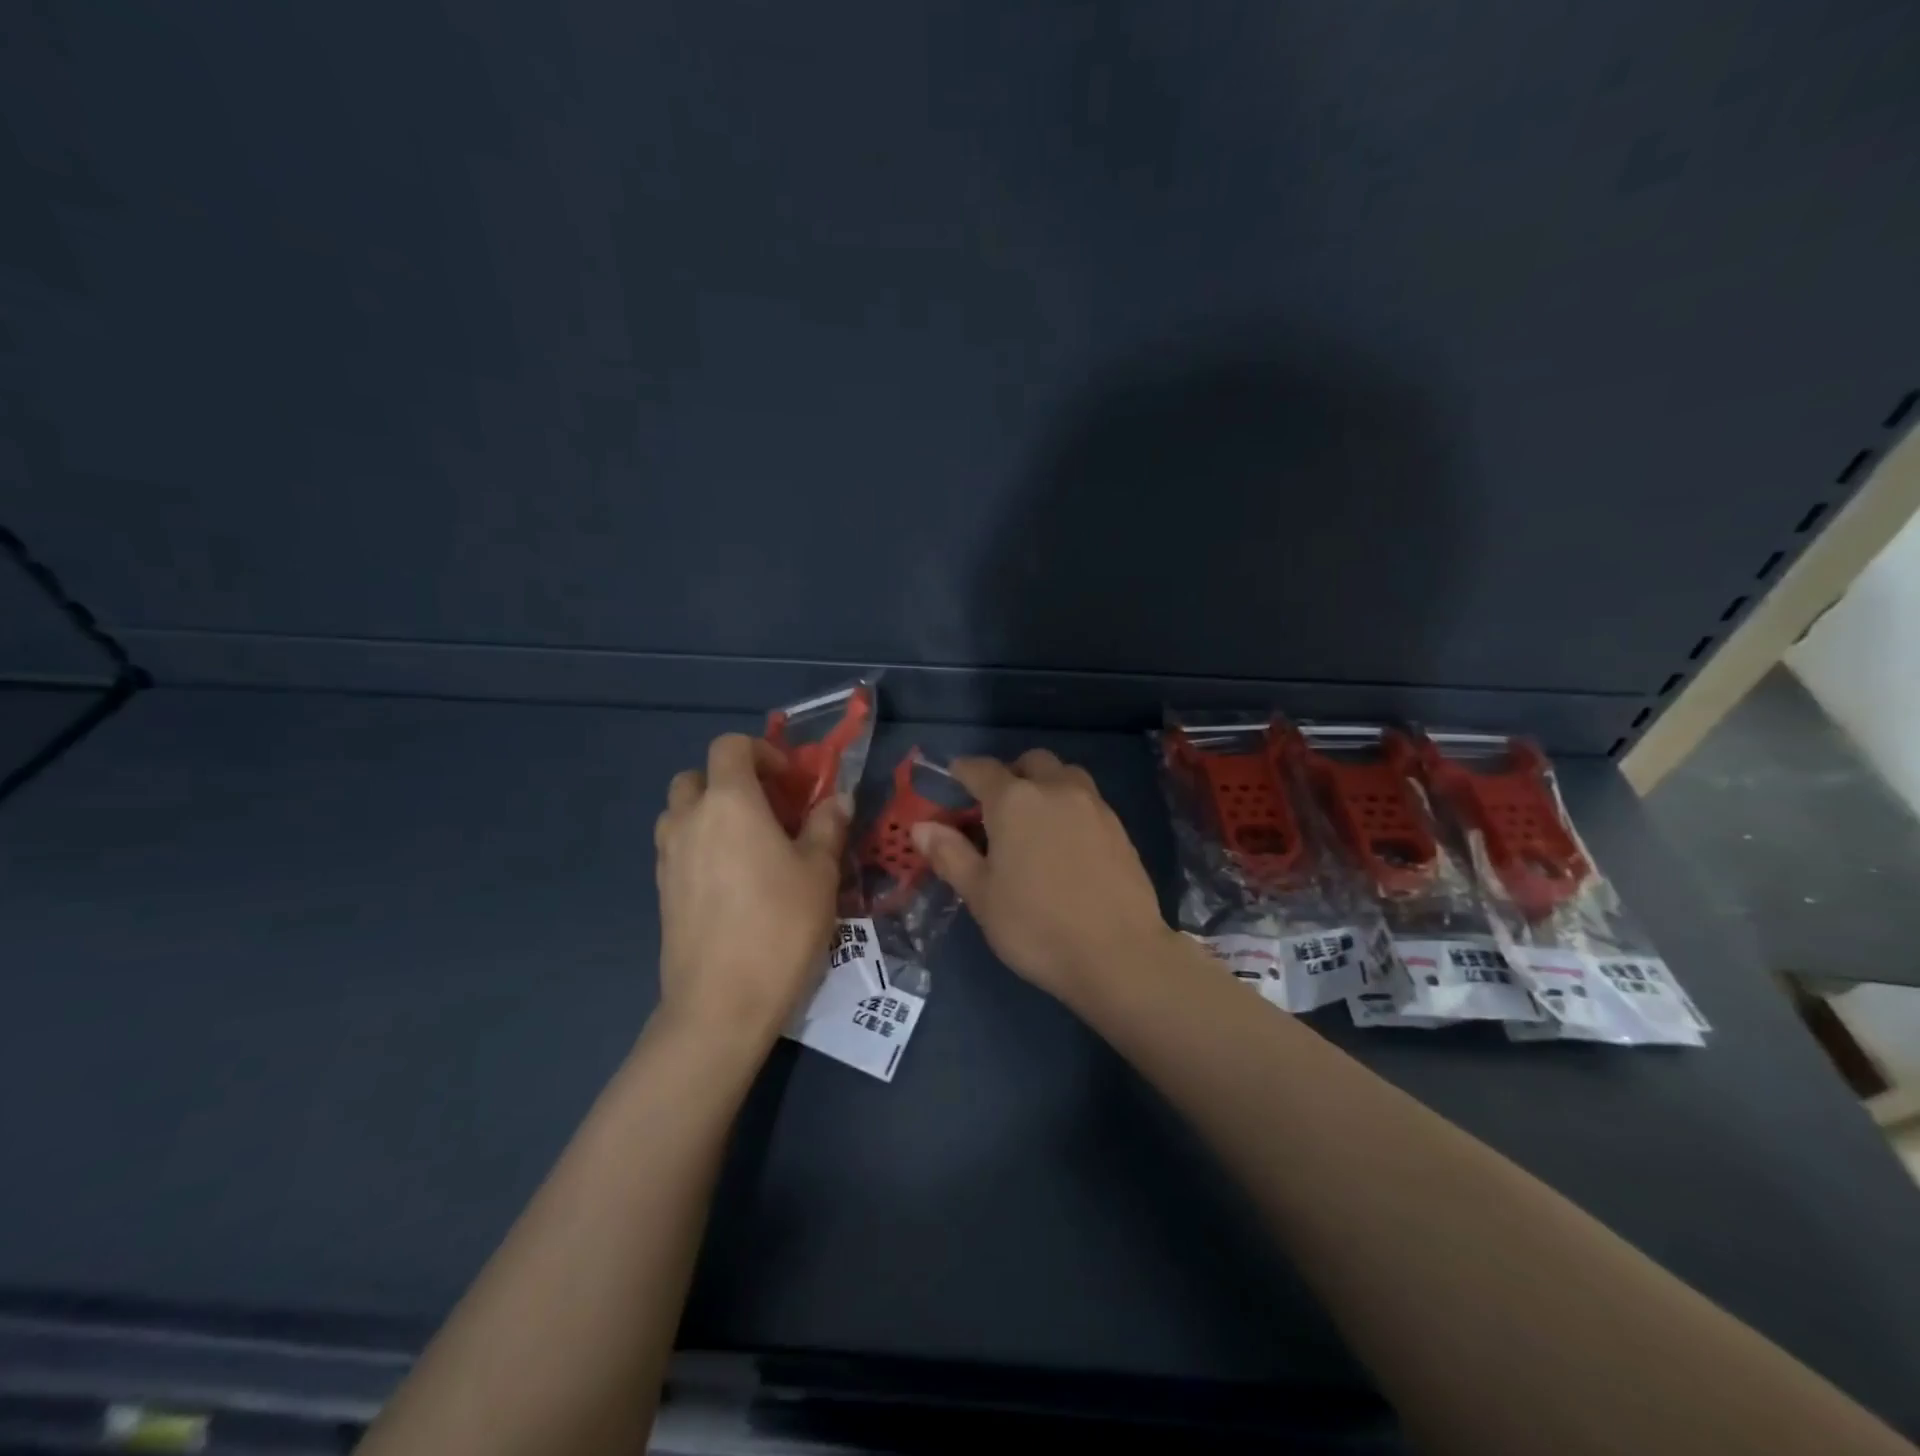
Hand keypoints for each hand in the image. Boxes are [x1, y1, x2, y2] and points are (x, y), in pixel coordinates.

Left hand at [654, 734, 846, 1054]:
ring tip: (749, 845)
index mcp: (729, 802)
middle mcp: (689, 820)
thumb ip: (827, 826)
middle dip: (730, 781)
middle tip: (768, 811)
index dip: (762, 752)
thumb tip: (837, 799)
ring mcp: (667, 857)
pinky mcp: (661, 892)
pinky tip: (732, 882)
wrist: (721, 1003)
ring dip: (710, 813)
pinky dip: (700, 847)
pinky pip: (677, 849)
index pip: (731, 746)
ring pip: (680, 813)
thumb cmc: (780, 926)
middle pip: (696, 776)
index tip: (790, 781)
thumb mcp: (820, 872)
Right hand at [912, 750, 1171, 1006]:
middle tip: (997, 809)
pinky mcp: (1119, 827)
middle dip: (1011, 774)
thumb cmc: (1036, 926)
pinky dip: (1070, 808)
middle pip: (1030, 762)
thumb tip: (921, 827)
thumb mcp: (981, 896)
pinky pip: (1088, 801)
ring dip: (1045, 785)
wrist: (1118, 954)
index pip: (980, 769)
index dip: (962, 771)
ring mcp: (1093, 805)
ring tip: (1035, 823)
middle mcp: (1056, 789)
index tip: (952, 780)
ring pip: (1065, 776)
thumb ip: (950, 855)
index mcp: (1014, 800)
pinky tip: (1066, 844)